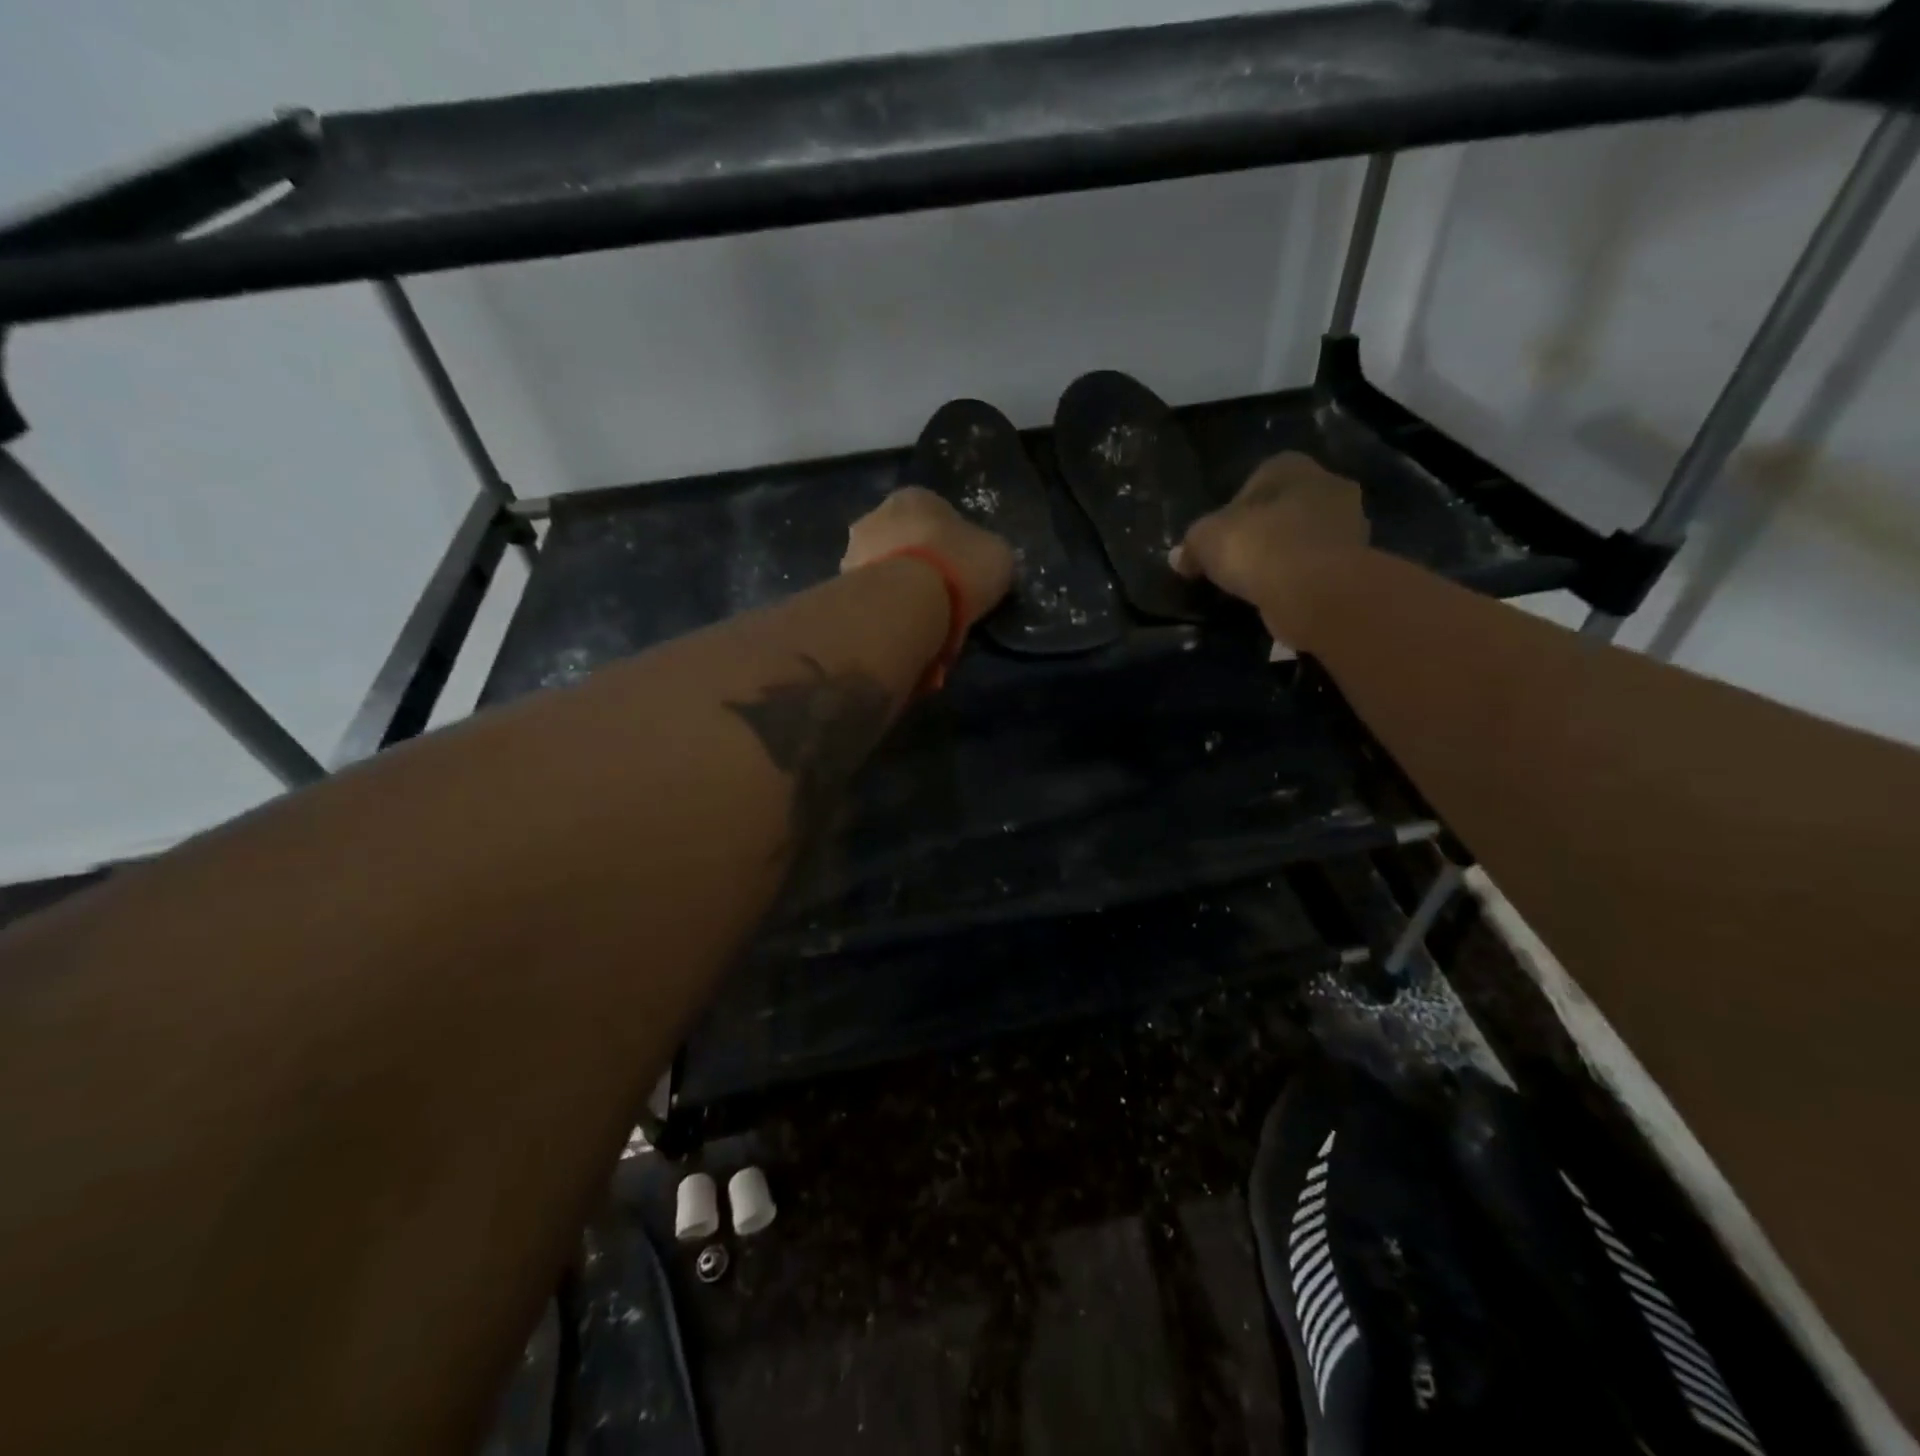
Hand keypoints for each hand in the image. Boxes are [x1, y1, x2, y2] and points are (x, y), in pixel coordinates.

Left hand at [842, 487, 1015, 628]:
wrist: (908, 602)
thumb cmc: (959, 566)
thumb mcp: (998, 555)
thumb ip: (987, 552)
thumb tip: (984, 561)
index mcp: (916, 497)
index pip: (935, 514)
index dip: (951, 543)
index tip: (962, 570)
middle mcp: (876, 514)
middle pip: (902, 539)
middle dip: (916, 563)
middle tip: (938, 595)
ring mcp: (853, 550)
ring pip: (881, 568)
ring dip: (895, 586)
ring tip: (917, 617)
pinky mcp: (841, 587)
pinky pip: (869, 597)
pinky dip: (881, 608)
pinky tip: (898, 627)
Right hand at [1170, 453, 1369, 608]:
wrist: (1314, 588)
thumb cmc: (1257, 546)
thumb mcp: (1204, 541)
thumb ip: (1191, 546)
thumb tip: (1179, 558)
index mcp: (1290, 466)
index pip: (1258, 480)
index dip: (1235, 509)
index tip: (1221, 539)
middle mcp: (1327, 484)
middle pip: (1286, 507)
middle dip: (1265, 530)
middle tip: (1238, 561)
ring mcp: (1350, 523)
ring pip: (1306, 537)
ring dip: (1286, 555)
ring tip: (1258, 584)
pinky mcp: (1359, 561)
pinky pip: (1320, 566)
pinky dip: (1302, 579)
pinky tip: (1280, 597)